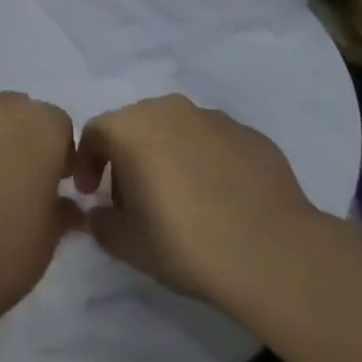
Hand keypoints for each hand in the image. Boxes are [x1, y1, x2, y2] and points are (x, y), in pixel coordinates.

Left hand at [0, 91, 80, 314]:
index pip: (58, 125)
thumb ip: (60, 210)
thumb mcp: (49, 239)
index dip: (57, 154)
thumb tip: (65, 206)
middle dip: (19, 140)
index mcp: (42, 127)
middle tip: (13, 182)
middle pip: (16, 113)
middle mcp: (0, 108)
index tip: (52, 185)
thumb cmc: (4, 254)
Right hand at [73, 94, 322, 317]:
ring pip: (176, 131)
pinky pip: (214, 143)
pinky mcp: (250, 134)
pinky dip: (206, 162)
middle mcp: (169, 110)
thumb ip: (102, 222)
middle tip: (135, 200)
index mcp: (131, 127)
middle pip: (135, 126)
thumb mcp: (127, 244)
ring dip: (168, 156)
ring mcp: (213, 118)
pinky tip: (220, 200)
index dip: (88, 163)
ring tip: (182, 199)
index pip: (95, 132)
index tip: (93, 195)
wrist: (273, 252)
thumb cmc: (185, 242)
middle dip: (128, 158)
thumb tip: (101, 212)